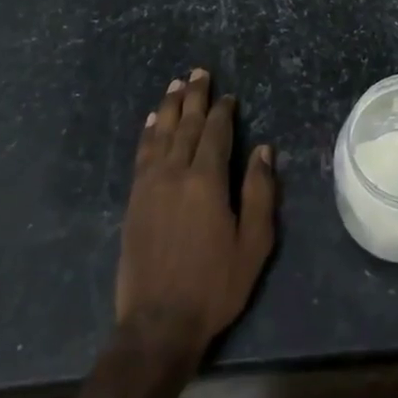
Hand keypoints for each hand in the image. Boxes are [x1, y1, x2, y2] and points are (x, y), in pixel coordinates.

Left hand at [115, 69, 276, 362]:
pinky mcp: (134, 202)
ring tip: (176, 85)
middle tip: (198, 72)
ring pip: (160, 135)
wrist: (157, 325)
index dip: (223, 111)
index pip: (215, 133)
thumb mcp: (254, 243)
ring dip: (169, 108)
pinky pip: (141, 156)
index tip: (229, 95)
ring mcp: (149, 187)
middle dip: (194, 97)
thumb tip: (263, 149)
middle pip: (186, 126)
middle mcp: (174, 174)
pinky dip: (148, 134)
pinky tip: (152, 122)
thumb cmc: (215, 284)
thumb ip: (260, 192)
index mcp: (206, 181)